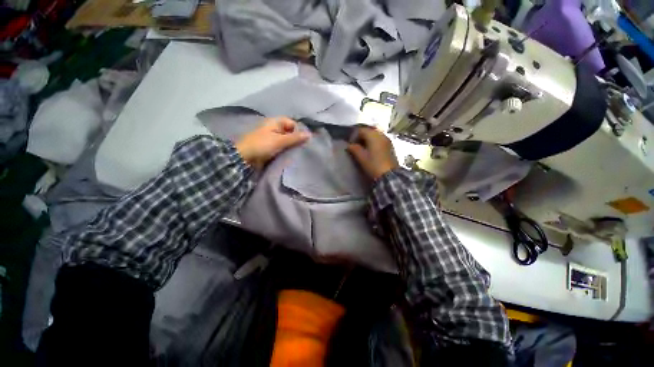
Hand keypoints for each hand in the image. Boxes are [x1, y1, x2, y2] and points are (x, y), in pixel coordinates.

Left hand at [236, 117, 309, 169]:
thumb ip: (295, 138)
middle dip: (297, 139)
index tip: (305, 140)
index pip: (292, 123)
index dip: (299, 130)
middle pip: (290, 132)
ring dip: (292, 145)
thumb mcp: (280, 141)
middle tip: (304, 147)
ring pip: (287, 140)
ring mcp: (272, 138)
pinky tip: (292, 154)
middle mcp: (274, 128)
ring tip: (299, 152)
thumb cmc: (262, 145)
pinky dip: (287, 150)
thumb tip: (309, 134)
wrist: (245, 158)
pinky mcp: (271, 147)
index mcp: (275, 122)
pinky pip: (282, 146)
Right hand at [346, 126, 398, 179]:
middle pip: (368, 131)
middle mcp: (381, 134)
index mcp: (373, 135)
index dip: (354, 136)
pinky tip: (371, 150)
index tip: (350, 144)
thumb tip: (349, 145)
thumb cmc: (373, 165)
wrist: (389, 175)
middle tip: (356, 145)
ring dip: (368, 139)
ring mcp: (387, 139)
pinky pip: (380, 139)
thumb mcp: (361, 157)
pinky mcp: (390, 145)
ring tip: (363, 148)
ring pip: (375, 135)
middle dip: (361, 137)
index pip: (361, 130)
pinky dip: (374, 142)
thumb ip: (354, 149)